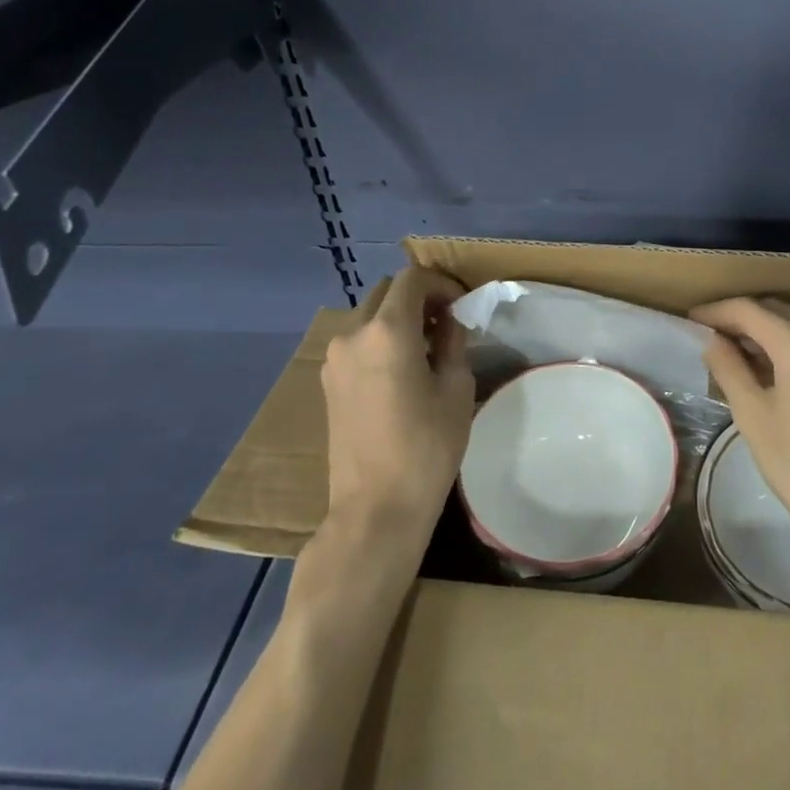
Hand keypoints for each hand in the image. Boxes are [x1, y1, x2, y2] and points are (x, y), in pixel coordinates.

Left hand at [320, 267, 473, 548]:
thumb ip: (453, 342)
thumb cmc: (426, 447)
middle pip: (386, 292)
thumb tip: (450, 321)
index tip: (462, 305)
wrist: (375, 510)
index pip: (413, 279)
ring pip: (369, 316)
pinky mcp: (328, 383)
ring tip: (427, 348)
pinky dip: (380, 339)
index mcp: (388, 330)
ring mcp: (334, 359)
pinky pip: (357, 342)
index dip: (442, 283)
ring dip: (398, 318)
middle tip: (447, 322)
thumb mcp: (456, 388)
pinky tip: (402, 370)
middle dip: (418, 297)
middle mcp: (353, 335)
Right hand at [691, 296, 789, 554]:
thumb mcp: (752, 414)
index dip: (716, 312)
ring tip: (732, 353)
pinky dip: (786, 345)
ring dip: (763, 332)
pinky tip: (767, 368)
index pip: (748, 310)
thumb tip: (711, 340)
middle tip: (708, 337)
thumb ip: (728, 367)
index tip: (691, 321)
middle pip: (773, 311)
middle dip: (739, 319)